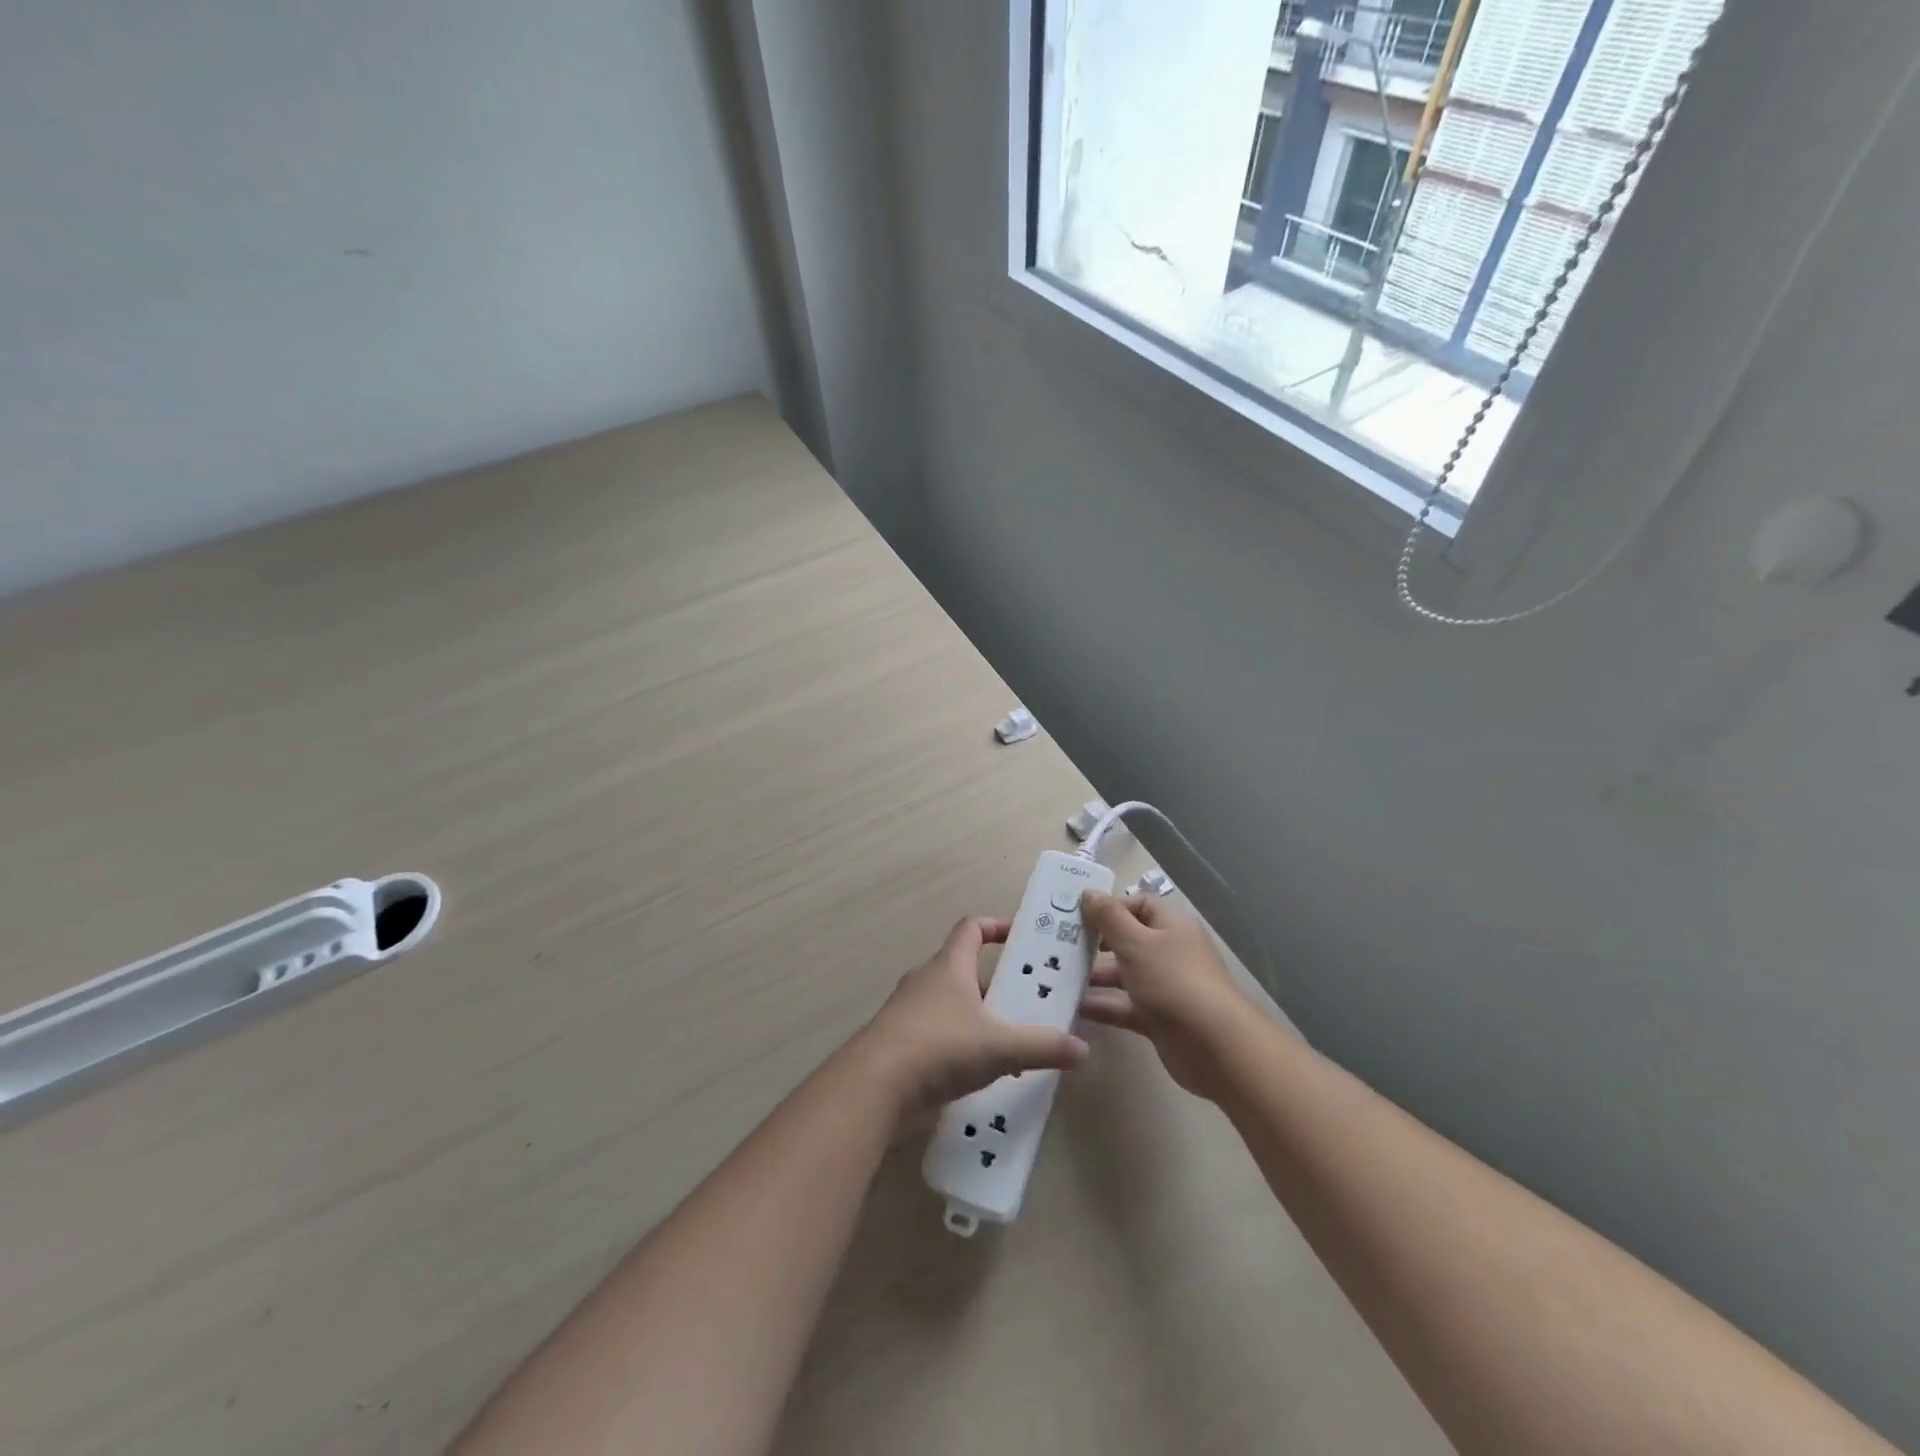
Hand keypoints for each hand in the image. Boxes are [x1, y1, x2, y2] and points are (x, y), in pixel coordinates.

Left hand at [851, 917, 1089, 1127]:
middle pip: (965, 970)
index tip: (1022, 939)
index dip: (997, 927)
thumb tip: (1083, 1049)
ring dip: (981, 1019)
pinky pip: (939, 1036)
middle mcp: (926, 982)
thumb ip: (1042, 1046)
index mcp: (948, 966)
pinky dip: (962, 1047)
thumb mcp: (999, 1047)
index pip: (971, 928)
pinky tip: (983, 1074)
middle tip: (1030, 1001)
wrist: (874, 1088)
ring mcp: (910, 1014)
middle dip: (997, 984)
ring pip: (953, 1006)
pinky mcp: (902, 1046)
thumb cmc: (939, 1047)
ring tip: (1014, 1043)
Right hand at [1077, 891, 1251, 1101]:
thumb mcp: (1135, 942)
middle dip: (1093, 944)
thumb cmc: (1172, 980)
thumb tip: (1089, 892)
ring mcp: (1163, 986)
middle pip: (1126, 939)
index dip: (1108, 907)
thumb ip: (1108, 917)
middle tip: (1056, 946)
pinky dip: (1101, 1005)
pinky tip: (1071, 1007)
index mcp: (1170, 925)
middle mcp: (1168, 951)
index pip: (1137, 904)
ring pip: (1122, 974)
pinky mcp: (1157, 1018)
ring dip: (1092, 976)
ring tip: (1055, 977)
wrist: (1213, 1046)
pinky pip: (1123, 1005)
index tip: (1075, 916)